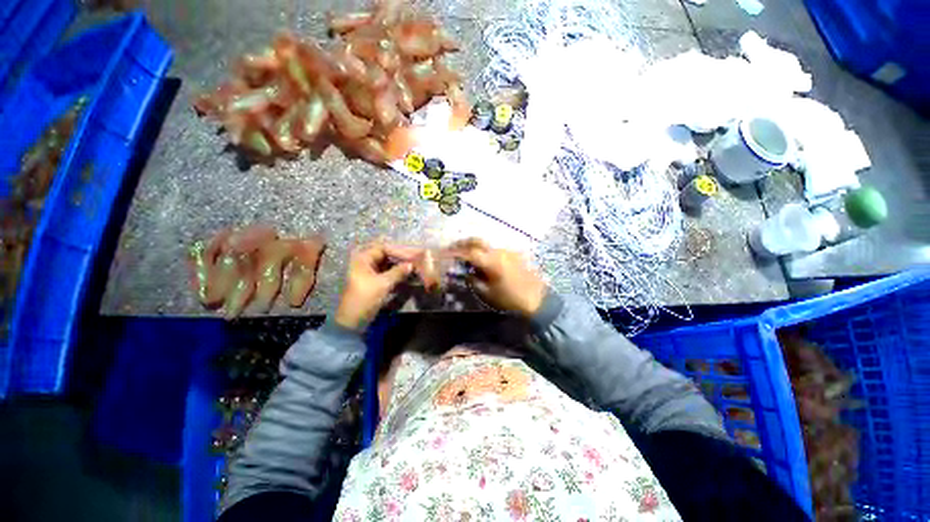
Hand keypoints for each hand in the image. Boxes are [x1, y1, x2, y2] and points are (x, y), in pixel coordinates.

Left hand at [334, 242, 415, 330]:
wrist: (352, 320)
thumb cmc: (365, 298)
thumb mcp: (383, 284)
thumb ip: (398, 272)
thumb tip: (412, 264)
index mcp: (363, 259)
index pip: (383, 248)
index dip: (398, 250)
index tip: (412, 255)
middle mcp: (364, 263)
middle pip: (385, 255)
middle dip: (399, 258)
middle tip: (414, 260)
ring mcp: (368, 272)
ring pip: (386, 265)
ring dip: (398, 266)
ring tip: (412, 268)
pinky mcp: (372, 282)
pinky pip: (385, 273)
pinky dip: (395, 274)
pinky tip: (405, 276)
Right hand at [448, 238, 546, 316]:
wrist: (537, 299)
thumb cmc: (510, 299)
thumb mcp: (488, 293)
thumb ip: (474, 280)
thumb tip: (467, 272)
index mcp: (491, 262)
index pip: (469, 252)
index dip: (456, 252)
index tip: (446, 253)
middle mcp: (499, 252)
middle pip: (477, 241)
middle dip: (464, 243)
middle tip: (454, 247)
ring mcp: (508, 251)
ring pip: (487, 244)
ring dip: (475, 246)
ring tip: (468, 253)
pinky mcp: (514, 254)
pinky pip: (497, 249)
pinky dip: (487, 251)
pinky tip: (485, 259)